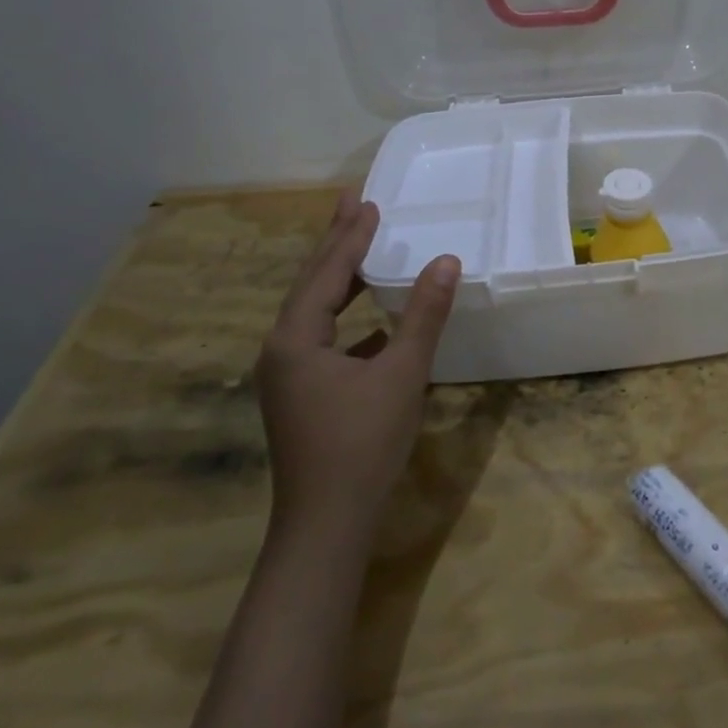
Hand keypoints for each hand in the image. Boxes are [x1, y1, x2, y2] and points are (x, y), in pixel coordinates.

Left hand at [256, 189, 459, 538]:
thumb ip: (423, 315)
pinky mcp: (301, 394)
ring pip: (315, 311)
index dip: (351, 236)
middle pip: (311, 284)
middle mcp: (282, 350)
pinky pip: (323, 336)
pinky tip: (372, 318)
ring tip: (361, 247)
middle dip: (335, 243)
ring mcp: (288, 374)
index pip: (326, 273)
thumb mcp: (401, 373)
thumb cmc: (362, 443)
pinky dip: (347, 315)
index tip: (368, 201)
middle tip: (352, 204)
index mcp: (295, 339)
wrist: (327, 525)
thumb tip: (446, 261)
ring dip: (340, 277)